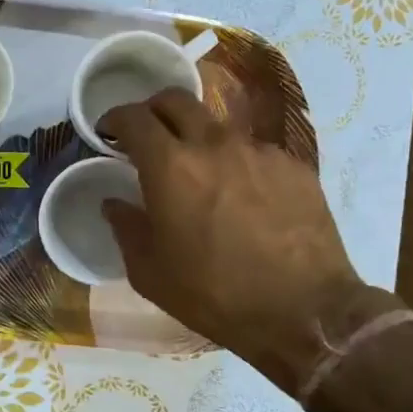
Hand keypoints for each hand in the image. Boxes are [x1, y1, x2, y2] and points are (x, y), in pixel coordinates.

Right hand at [99, 89, 394, 381]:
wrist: (304, 312)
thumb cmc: (213, 294)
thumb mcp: (150, 272)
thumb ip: (125, 228)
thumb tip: (115, 203)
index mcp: (170, 166)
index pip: (134, 118)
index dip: (114, 119)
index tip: (108, 132)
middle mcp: (214, 143)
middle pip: (176, 100)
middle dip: (153, 110)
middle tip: (148, 136)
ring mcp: (259, 151)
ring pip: (217, 125)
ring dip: (197, 139)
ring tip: (200, 174)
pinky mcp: (294, 166)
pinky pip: (254, 152)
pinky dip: (236, 163)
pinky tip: (242, 198)